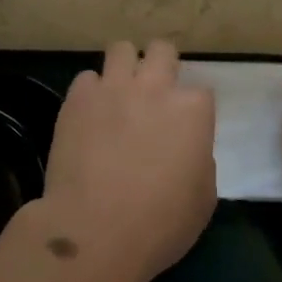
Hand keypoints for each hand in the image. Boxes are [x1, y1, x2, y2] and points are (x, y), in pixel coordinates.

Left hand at [38, 40, 217, 281]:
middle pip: (162, 50)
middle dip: (161, 64)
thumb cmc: (160, 224)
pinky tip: (89, 114)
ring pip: (121, 49)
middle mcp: (155, 88)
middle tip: (154, 92)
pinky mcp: (78, 99)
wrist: (95, 231)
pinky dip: (90, 92)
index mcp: (192, 111)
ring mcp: (113, 88)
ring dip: (124, 66)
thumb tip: (188, 151)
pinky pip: (86, 78)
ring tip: (119, 91)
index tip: (185, 128)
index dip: (193, 109)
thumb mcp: (203, 199)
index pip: (201, 91)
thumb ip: (200, 161)